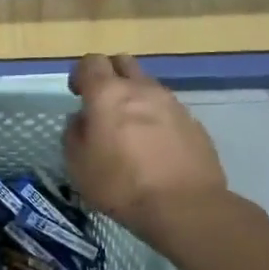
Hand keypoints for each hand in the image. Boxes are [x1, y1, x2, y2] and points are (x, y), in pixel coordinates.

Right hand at [65, 54, 232, 236]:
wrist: (185, 207)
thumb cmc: (121, 185)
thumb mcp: (78, 165)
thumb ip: (74, 134)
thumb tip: (81, 120)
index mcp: (107, 94)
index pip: (91, 62)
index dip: (80, 74)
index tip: (77, 94)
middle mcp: (141, 89)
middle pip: (123, 62)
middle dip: (110, 74)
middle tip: (103, 102)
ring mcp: (171, 103)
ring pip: (147, 85)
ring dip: (135, 97)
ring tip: (130, 129)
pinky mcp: (193, 122)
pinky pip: (168, 109)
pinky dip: (156, 118)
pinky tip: (154, 146)